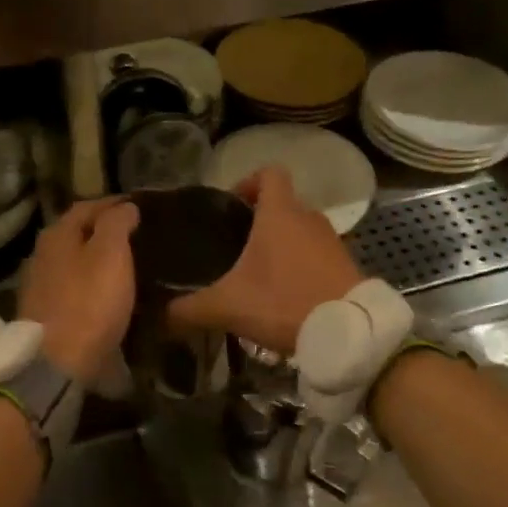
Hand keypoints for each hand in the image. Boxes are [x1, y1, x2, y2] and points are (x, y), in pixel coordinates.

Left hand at [17, 198, 140, 381]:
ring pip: (74, 261)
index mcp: (57, 234)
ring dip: (97, 259)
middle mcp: (42, 254)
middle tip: (136, 235)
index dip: (114, 204)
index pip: (87, 206)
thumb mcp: (111, 254)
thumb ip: (117, 224)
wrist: (57, 362)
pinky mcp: (44, 313)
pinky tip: (108, 293)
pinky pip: (73, 288)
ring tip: (127, 264)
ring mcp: (39, 285)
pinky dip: (91, 284)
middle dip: (104, 231)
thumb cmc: (89, 302)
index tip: (140, 207)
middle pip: (77, 234)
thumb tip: (125, 207)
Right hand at [168, 168, 362, 355]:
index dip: (248, 182)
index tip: (231, 207)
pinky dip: (301, 267)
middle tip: (234, 251)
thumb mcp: (228, 307)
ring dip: (281, 247)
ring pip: (300, 232)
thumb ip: (189, 309)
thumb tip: (158, 316)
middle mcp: (309, 218)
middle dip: (259, 223)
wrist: (349, 333)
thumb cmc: (284, 303)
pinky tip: (286, 297)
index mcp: (280, 213)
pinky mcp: (347, 265)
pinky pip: (317, 255)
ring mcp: (333, 241)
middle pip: (282, 205)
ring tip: (258, 278)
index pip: (269, 173)